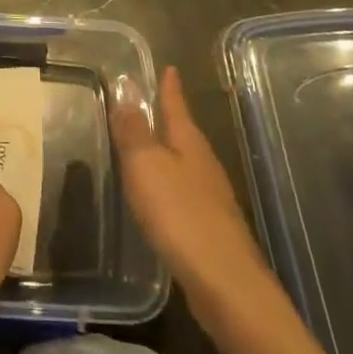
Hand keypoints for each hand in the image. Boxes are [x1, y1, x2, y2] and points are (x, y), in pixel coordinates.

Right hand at [112, 66, 266, 305]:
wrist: (226, 285)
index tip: (169, 67)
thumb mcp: (146, 165)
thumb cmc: (180, 215)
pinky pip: (184, 191)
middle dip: (168, 118)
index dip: (170, 87)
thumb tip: (127, 85)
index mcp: (189, 143)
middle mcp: (204, 165)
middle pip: (183, 132)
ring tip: (145, 147)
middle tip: (147, 103)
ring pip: (185, 163)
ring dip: (166, 151)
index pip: (176, 105)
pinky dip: (168, 183)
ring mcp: (211, 198)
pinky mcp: (209, 228)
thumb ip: (134, 129)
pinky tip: (158, 196)